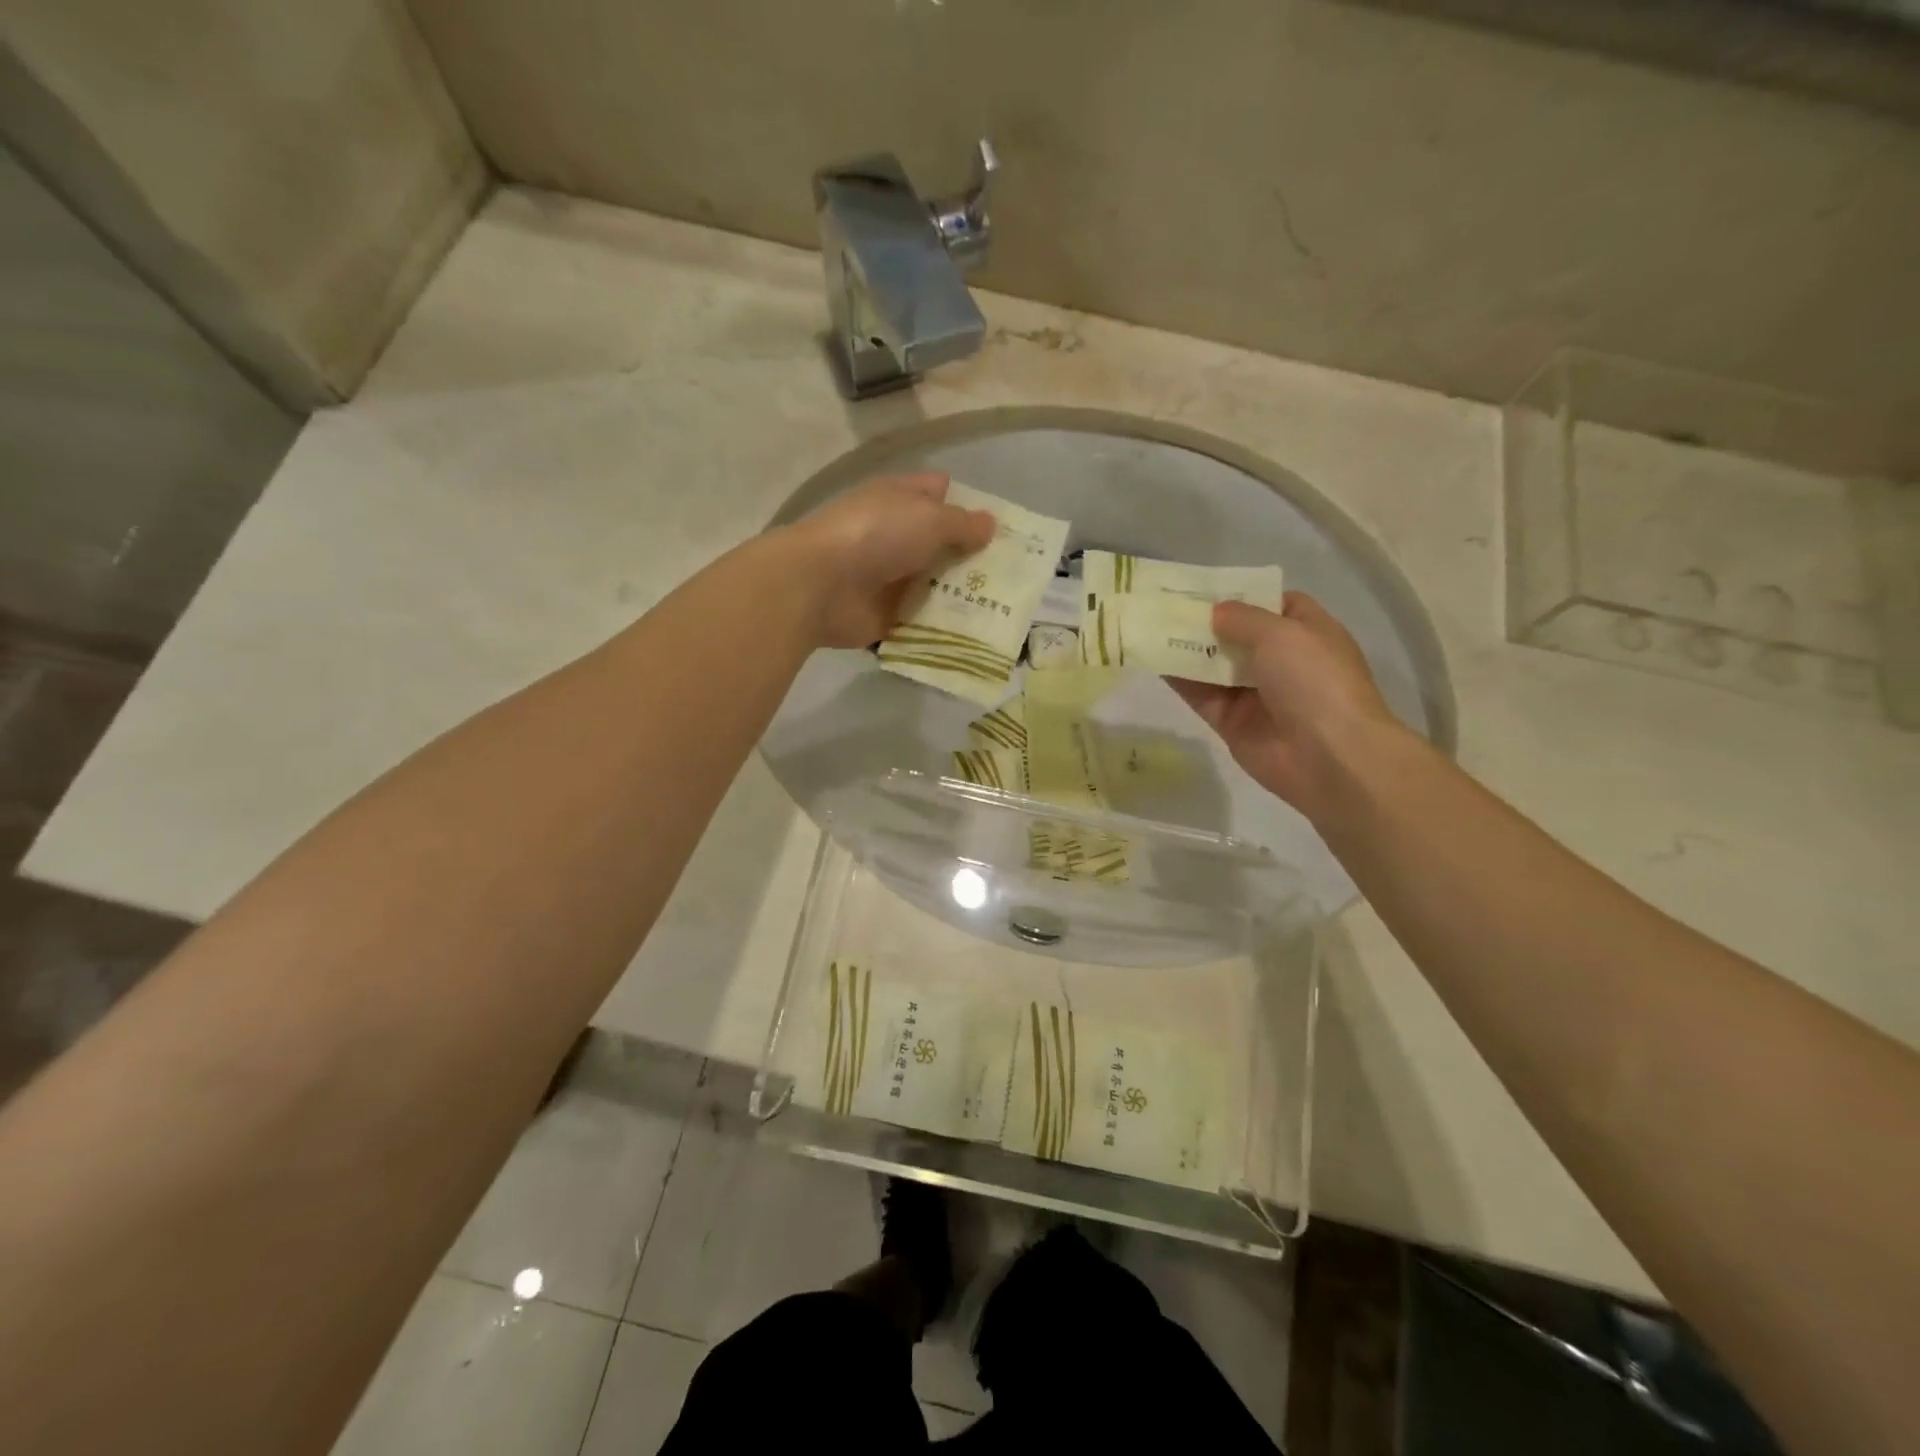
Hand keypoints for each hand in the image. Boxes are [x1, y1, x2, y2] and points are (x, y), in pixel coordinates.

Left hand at [784, 473, 995, 647]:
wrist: (820, 586)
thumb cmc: (876, 536)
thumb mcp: (929, 519)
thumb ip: (962, 524)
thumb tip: (990, 524)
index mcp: (900, 500)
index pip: (940, 493)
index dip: (969, 505)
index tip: (1002, 527)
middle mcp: (896, 536)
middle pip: (942, 545)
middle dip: (974, 558)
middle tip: (1015, 575)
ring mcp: (890, 578)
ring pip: (936, 586)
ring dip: (963, 597)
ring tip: (1006, 608)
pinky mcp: (887, 616)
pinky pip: (923, 622)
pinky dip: (944, 628)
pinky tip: (979, 635)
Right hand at [1170, 592, 1405, 821]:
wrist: (1327, 756)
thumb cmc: (1314, 681)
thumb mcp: (1282, 633)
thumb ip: (1243, 617)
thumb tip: (1215, 611)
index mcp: (1308, 634)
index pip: (1276, 605)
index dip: (1245, 594)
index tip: (1207, 587)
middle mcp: (1283, 662)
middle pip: (1239, 635)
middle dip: (1206, 621)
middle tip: (1165, 603)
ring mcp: (1256, 694)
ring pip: (1215, 666)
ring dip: (1186, 648)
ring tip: (1150, 626)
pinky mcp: (1231, 723)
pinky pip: (1201, 695)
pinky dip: (1179, 679)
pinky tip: (1152, 659)